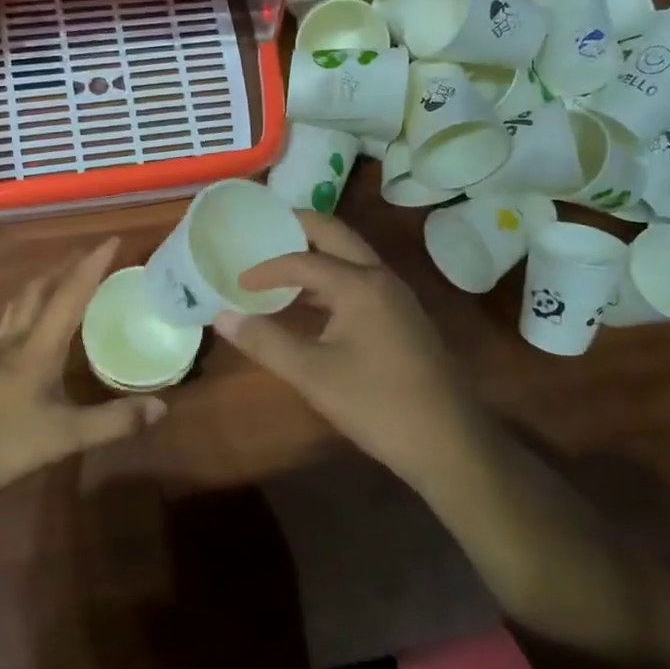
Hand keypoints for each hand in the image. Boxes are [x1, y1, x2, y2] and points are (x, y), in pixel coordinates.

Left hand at [0, 238, 166, 503]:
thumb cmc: (8, 444)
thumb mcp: (68, 436)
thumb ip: (115, 421)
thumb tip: (162, 407)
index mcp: (38, 345)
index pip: (70, 294)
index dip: (93, 265)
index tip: (114, 240)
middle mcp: (17, 339)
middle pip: (41, 288)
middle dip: (68, 266)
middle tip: (94, 255)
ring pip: (22, 301)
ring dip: (46, 281)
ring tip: (65, 275)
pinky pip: (13, 319)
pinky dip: (32, 304)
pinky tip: (37, 321)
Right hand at [212, 212, 480, 483]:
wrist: (447, 441)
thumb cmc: (376, 403)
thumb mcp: (312, 374)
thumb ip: (266, 341)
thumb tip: (222, 316)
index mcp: (360, 284)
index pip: (303, 261)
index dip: (267, 268)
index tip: (238, 281)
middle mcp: (382, 278)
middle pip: (336, 236)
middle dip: (300, 227)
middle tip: (265, 227)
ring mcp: (398, 297)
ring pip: (353, 258)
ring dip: (318, 254)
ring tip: (282, 264)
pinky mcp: (404, 317)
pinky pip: (362, 281)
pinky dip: (333, 279)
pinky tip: (314, 304)